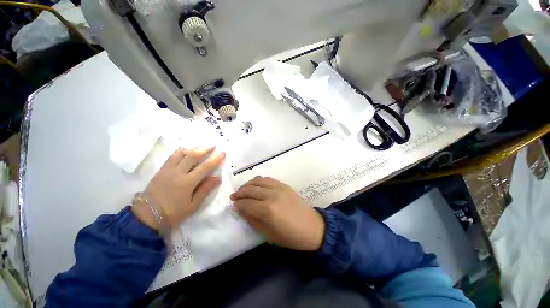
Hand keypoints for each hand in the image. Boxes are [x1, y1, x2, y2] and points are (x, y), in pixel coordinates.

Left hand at [132, 147, 224, 230]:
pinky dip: (180, 150)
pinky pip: (171, 156)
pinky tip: (185, 148)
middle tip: (213, 145)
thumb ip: (205, 190)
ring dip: (193, 147)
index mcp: (188, 183)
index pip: (205, 167)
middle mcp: (178, 173)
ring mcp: (168, 170)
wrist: (147, 215)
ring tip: (201, 145)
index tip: (222, 152)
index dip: (215, 159)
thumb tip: (217, 178)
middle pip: (193, 156)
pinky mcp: (161, 170)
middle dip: (205, 149)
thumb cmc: (173, 212)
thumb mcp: (193, 205)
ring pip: (182, 154)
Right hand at [230, 177, 324, 250]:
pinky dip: (259, 180)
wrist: (312, 227)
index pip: (246, 203)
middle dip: (239, 193)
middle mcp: (271, 195)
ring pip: (258, 181)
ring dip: (247, 185)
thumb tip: (242, 210)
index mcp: (267, 210)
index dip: (238, 204)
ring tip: (242, 190)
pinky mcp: (284, 185)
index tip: (233, 205)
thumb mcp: (268, 235)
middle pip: (250, 190)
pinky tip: (255, 184)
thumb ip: (253, 220)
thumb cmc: (290, 236)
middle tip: (233, 196)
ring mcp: (279, 188)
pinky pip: (268, 179)